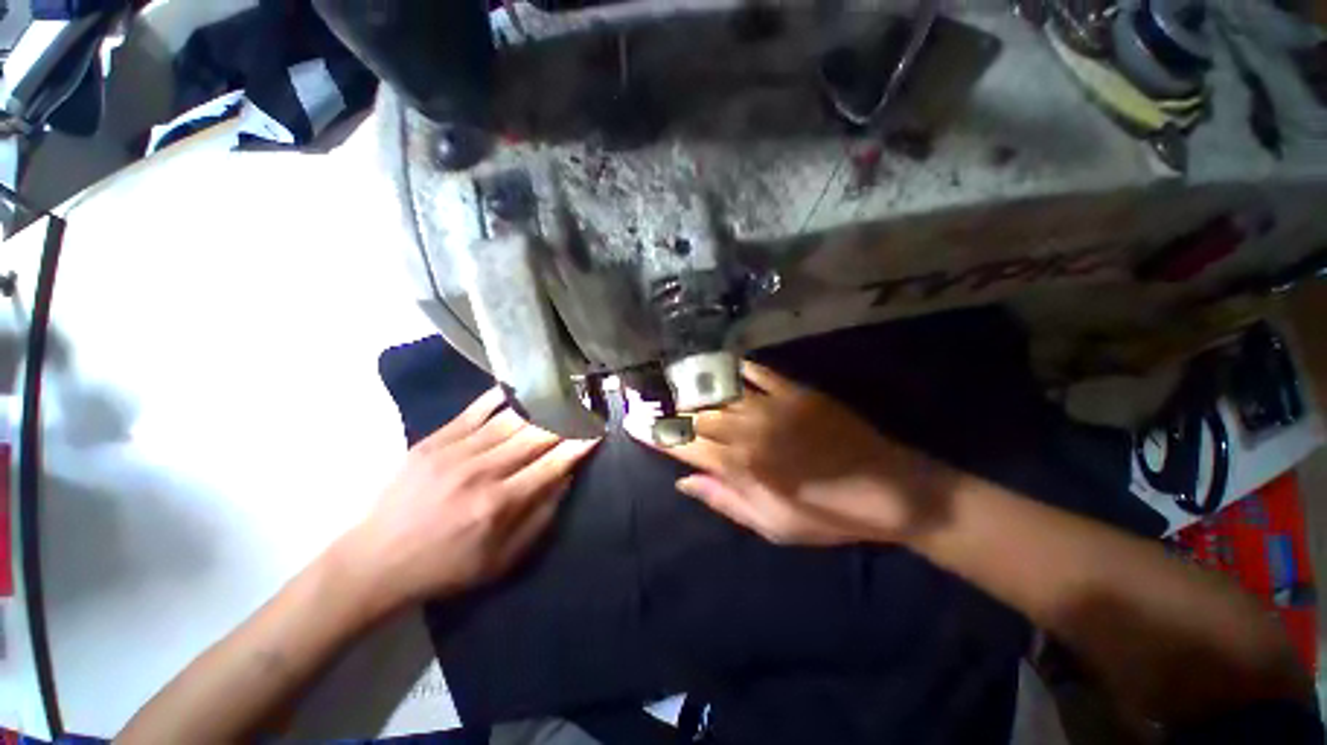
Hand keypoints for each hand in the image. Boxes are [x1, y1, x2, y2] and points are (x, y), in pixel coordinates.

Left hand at [339, 388, 598, 610]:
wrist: (375, 561)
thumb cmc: (445, 567)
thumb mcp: (501, 560)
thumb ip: (540, 519)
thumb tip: (565, 479)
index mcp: (500, 504)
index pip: (554, 463)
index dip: (580, 444)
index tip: (598, 430)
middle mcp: (483, 471)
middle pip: (537, 435)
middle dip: (567, 420)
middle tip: (585, 407)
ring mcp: (456, 451)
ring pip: (512, 418)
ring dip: (542, 406)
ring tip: (562, 394)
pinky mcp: (434, 440)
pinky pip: (476, 409)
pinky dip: (502, 397)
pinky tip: (520, 388)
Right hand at [639, 362, 946, 546]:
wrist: (891, 491)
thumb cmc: (829, 516)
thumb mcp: (773, 525)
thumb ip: (725, 501)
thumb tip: (684, 483)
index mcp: (741, 467)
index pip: (685, 447)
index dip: (656, 435)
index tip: (633, 424)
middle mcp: (748, 432)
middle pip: (696, 416)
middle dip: (668, 409)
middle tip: (646, 400)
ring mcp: (771, 407)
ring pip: (719, 393)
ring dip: (693, 387)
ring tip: (672, 382)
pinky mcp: (795, 392)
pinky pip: (758, 373)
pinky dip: (736, 368)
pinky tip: (721, 366)